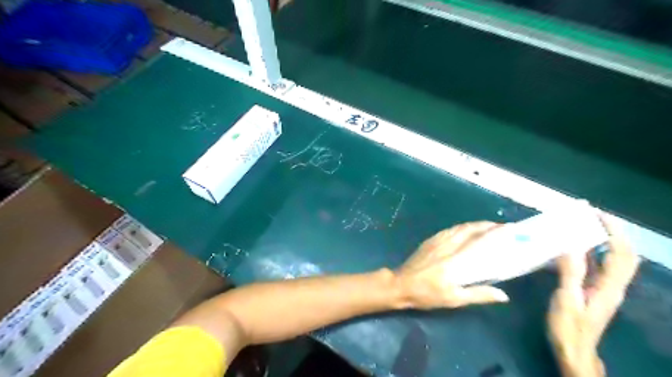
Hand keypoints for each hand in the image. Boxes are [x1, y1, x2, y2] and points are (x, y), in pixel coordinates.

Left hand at [394, 220, 509, 309]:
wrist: (401, 284)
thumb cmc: (427, 294)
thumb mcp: (453, 300)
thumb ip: (478, 295)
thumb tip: (503, 295)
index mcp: (456, 260)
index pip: (479, 241)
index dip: (495, 233)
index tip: (510, 229)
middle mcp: (448, 246)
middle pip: (470, 229)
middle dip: (487, 225)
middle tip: (502, 227)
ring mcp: (437, 241)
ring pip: (460, 227)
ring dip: (476, 224)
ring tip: (488, 226)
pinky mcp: (430, 240)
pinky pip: (450, 229)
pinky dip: (462, 226)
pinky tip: (466, 229)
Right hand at [546, 216, 639, 376]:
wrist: (573, 350)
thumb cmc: (568, 327)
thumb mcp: (566, 299)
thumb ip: (570, 273)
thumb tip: (570, 245)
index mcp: (608, 287)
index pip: (621, 254)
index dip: (614, 233)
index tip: (598, 215)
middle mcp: (612, 285)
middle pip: (623, 255)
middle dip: (613, 233)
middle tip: (593, 217)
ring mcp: (604, 288)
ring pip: (611, 260)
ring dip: (603, 241)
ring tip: (583, 226)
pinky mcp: (593, 290)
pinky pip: (597, 266)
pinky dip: (591, 253)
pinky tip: (574, 247)